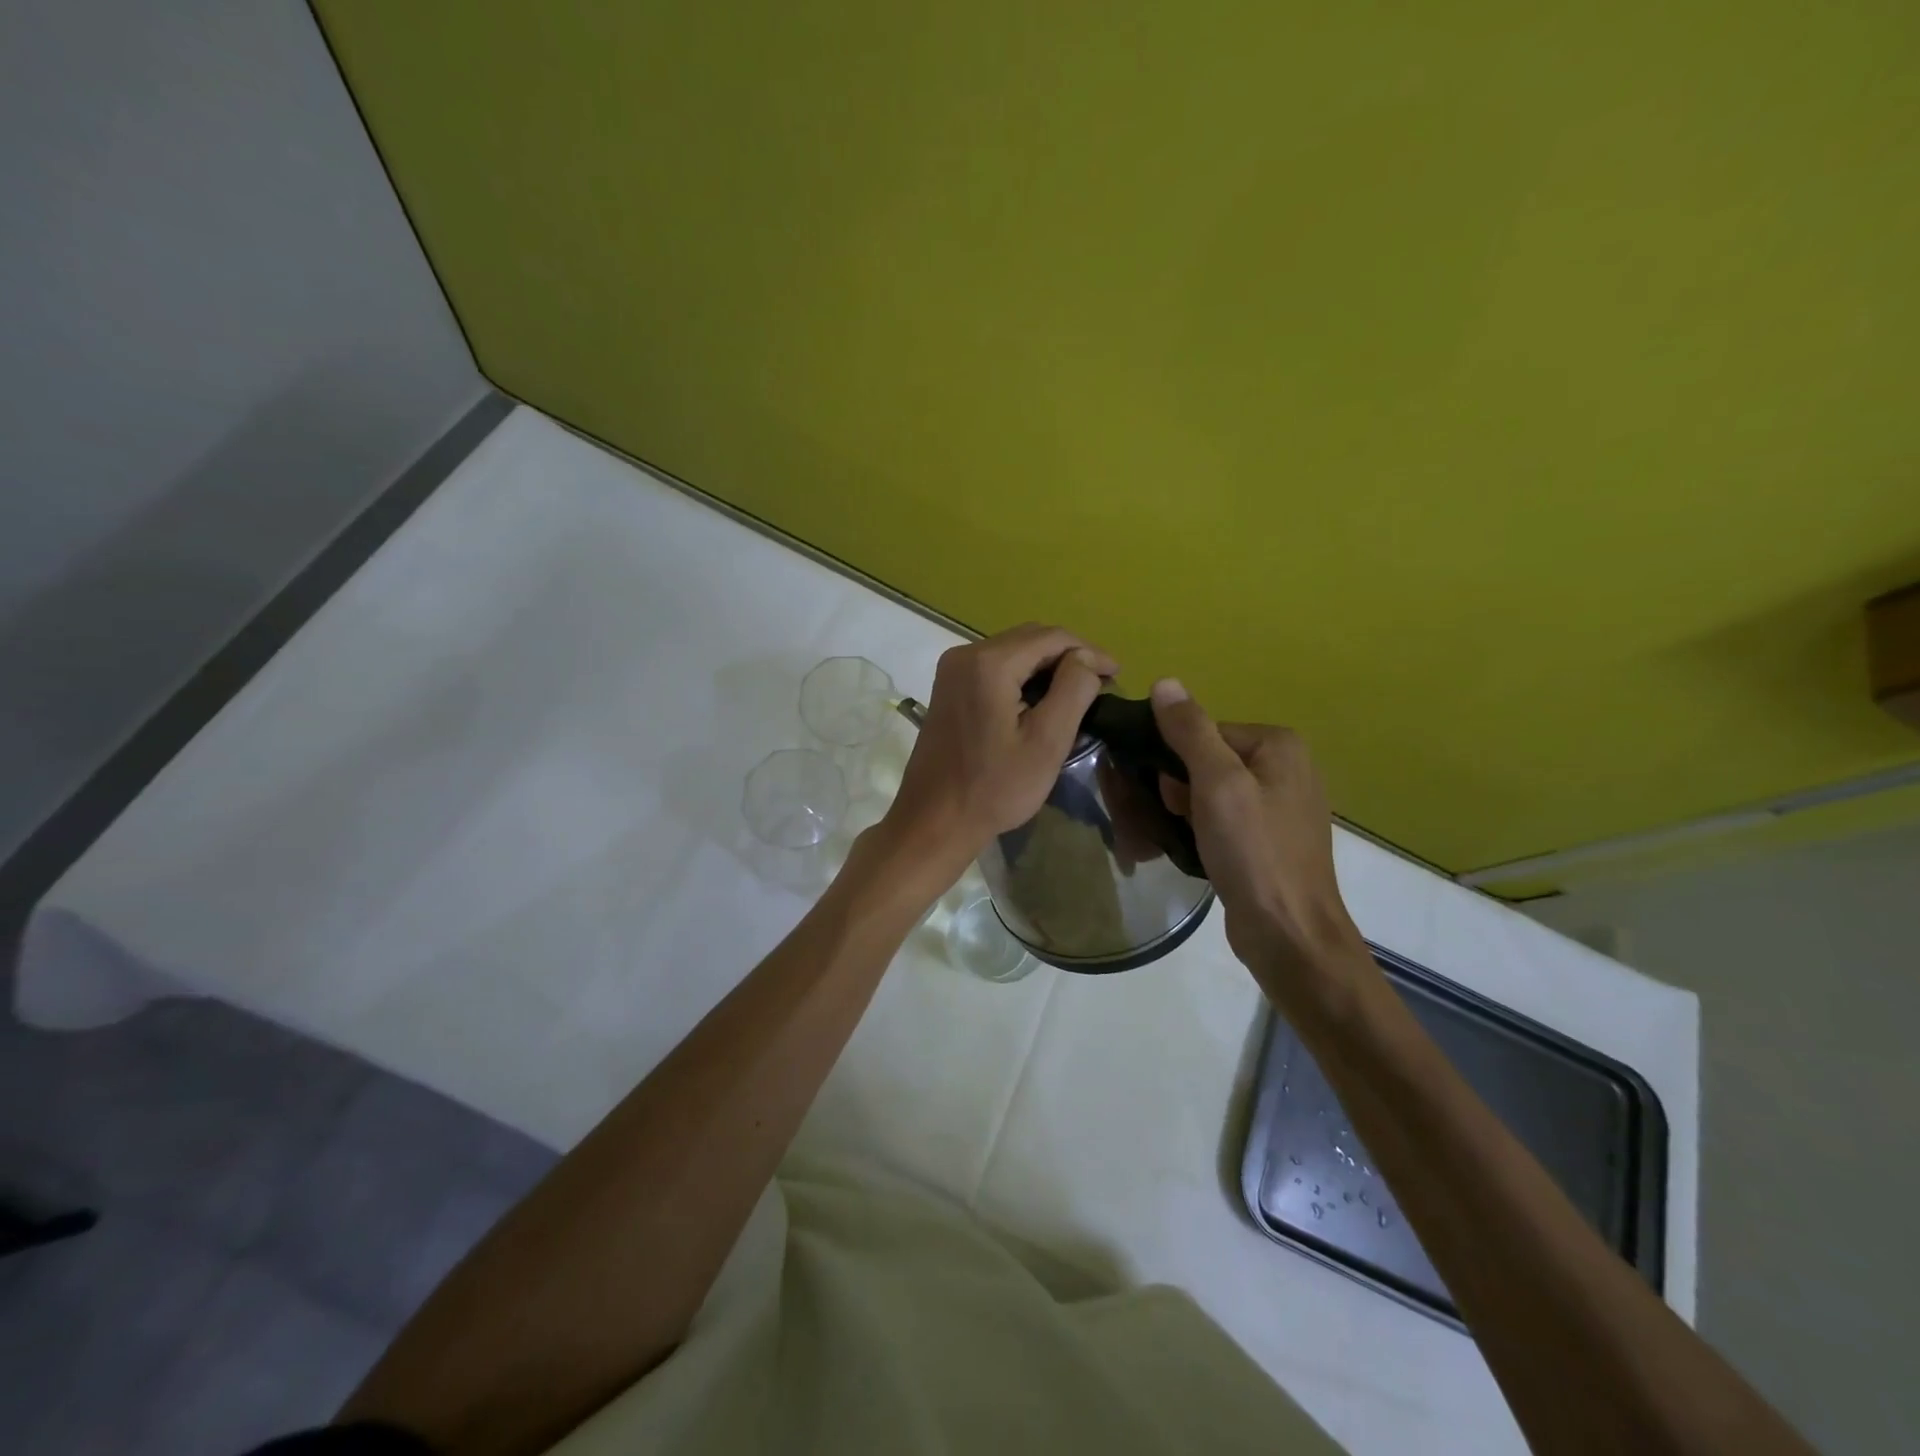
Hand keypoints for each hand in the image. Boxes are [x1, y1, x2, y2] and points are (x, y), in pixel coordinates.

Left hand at [881, 624, 1116, 880]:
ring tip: (1078, 693)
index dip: (1089, 651)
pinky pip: (994, 668)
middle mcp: (965, 654)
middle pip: (1030, 638)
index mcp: (989, 663)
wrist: (934, 821)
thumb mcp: (1047, 742)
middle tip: (1102, 684)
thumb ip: (1073, 690)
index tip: (1118, 675)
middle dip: (1069, 656)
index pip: (1052, 637)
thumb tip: (1087, 658)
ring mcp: (952, 671)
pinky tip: (1042, 701)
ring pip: (1012, 652)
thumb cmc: (995, 788)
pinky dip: (1023, 677)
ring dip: (1047, 666)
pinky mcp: (948, 689)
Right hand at [1148, 680, 1364, 994]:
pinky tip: (1191, 850)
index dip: (1173, 759)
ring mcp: (1280, 806)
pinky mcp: (1269, 838)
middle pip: (1206, 760)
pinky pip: (1223, 818)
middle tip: (1162, 819)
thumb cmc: (1253, 851)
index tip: (1160, 793)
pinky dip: (1200, 830)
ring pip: (1210, 792)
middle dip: (1175, 788)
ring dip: (1182, 811)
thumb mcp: (1217, 783)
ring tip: (1168, 838)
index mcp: (1279, 745)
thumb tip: (1164, 683)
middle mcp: (1285, 767)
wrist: (1289, 933)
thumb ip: (1190, 730)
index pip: (1204, 731)